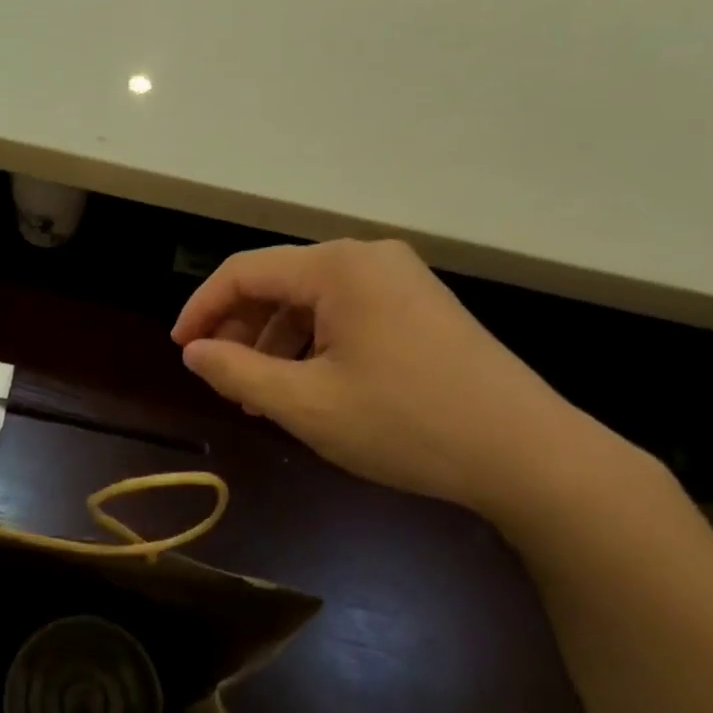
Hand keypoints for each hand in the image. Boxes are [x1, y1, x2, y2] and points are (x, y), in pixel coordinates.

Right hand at [172, 239, 619, 519]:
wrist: (530, 455)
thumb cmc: (407, 424)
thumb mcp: (306, 404)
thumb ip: (237, 371)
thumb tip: (194, 351)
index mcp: (336, 267)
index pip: (244, 272)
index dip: (203, 308)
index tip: (182, 349)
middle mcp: (366, 258)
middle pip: (278, 282)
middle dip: (241, 329)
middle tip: (221, 379)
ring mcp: (399, 279)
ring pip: (311, 300)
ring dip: (276, 342)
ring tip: (260, 394)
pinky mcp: (419, 305)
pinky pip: (345, 313)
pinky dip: (314, 344)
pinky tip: (308, 386)